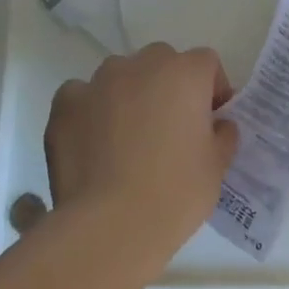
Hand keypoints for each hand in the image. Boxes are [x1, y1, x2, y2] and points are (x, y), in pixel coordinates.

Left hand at [44, 43, 238, 261]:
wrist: (110, 226)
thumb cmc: (175, 194)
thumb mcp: (216, 168)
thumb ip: (222, 136)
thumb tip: (218, 126)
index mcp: (184, 74)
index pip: (206, 63)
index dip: (211, 89)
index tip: (210, 121)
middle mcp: (141, 65)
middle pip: (161, 62)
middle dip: (169, 86)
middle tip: (170, 129)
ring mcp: (98, 82)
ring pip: (120, 76)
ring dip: (129, 95)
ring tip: (128, 138)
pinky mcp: (65, 105)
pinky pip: (83, 96)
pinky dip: (91, 111)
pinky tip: (94, 144)